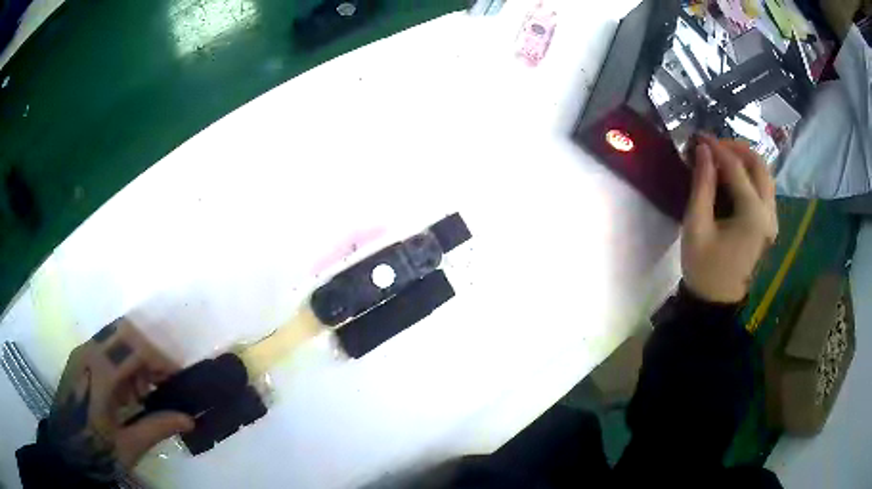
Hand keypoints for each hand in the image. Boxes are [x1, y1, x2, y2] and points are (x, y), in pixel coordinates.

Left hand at [45, 318, 193, 480]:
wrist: (66, 452)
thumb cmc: (95, 452)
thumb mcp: (128, 448)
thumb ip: (157, 427)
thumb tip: (189, 419)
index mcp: (99, 372)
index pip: (135, 347)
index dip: (161, 360)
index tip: (179, 380)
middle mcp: (88, 353)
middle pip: (125, 331)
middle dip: (149, 352)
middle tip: (163, 381)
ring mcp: (81, 355)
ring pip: (114, 336)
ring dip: (135, 357)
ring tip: (146, 392)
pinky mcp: (78, 361)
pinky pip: (105, 349)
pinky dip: (122, 363)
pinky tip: (128, 393)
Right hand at [682, 135, 777, 303]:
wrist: (717, 302)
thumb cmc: (704, 268)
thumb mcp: (696, 226)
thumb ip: (702, 185)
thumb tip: (703, 151)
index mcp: (752, 215)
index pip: (736, 168)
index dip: (716, 148)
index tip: (698, 136)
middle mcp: (769, 213)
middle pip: (759, 165)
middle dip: (736, 148)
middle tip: (713, 145)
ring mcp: (772, 219)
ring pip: (765, 175)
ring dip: (745, 159)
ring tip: (722, 157)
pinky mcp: (769, 224)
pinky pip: (764, 188)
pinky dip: (750, 174)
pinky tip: (733, 176)